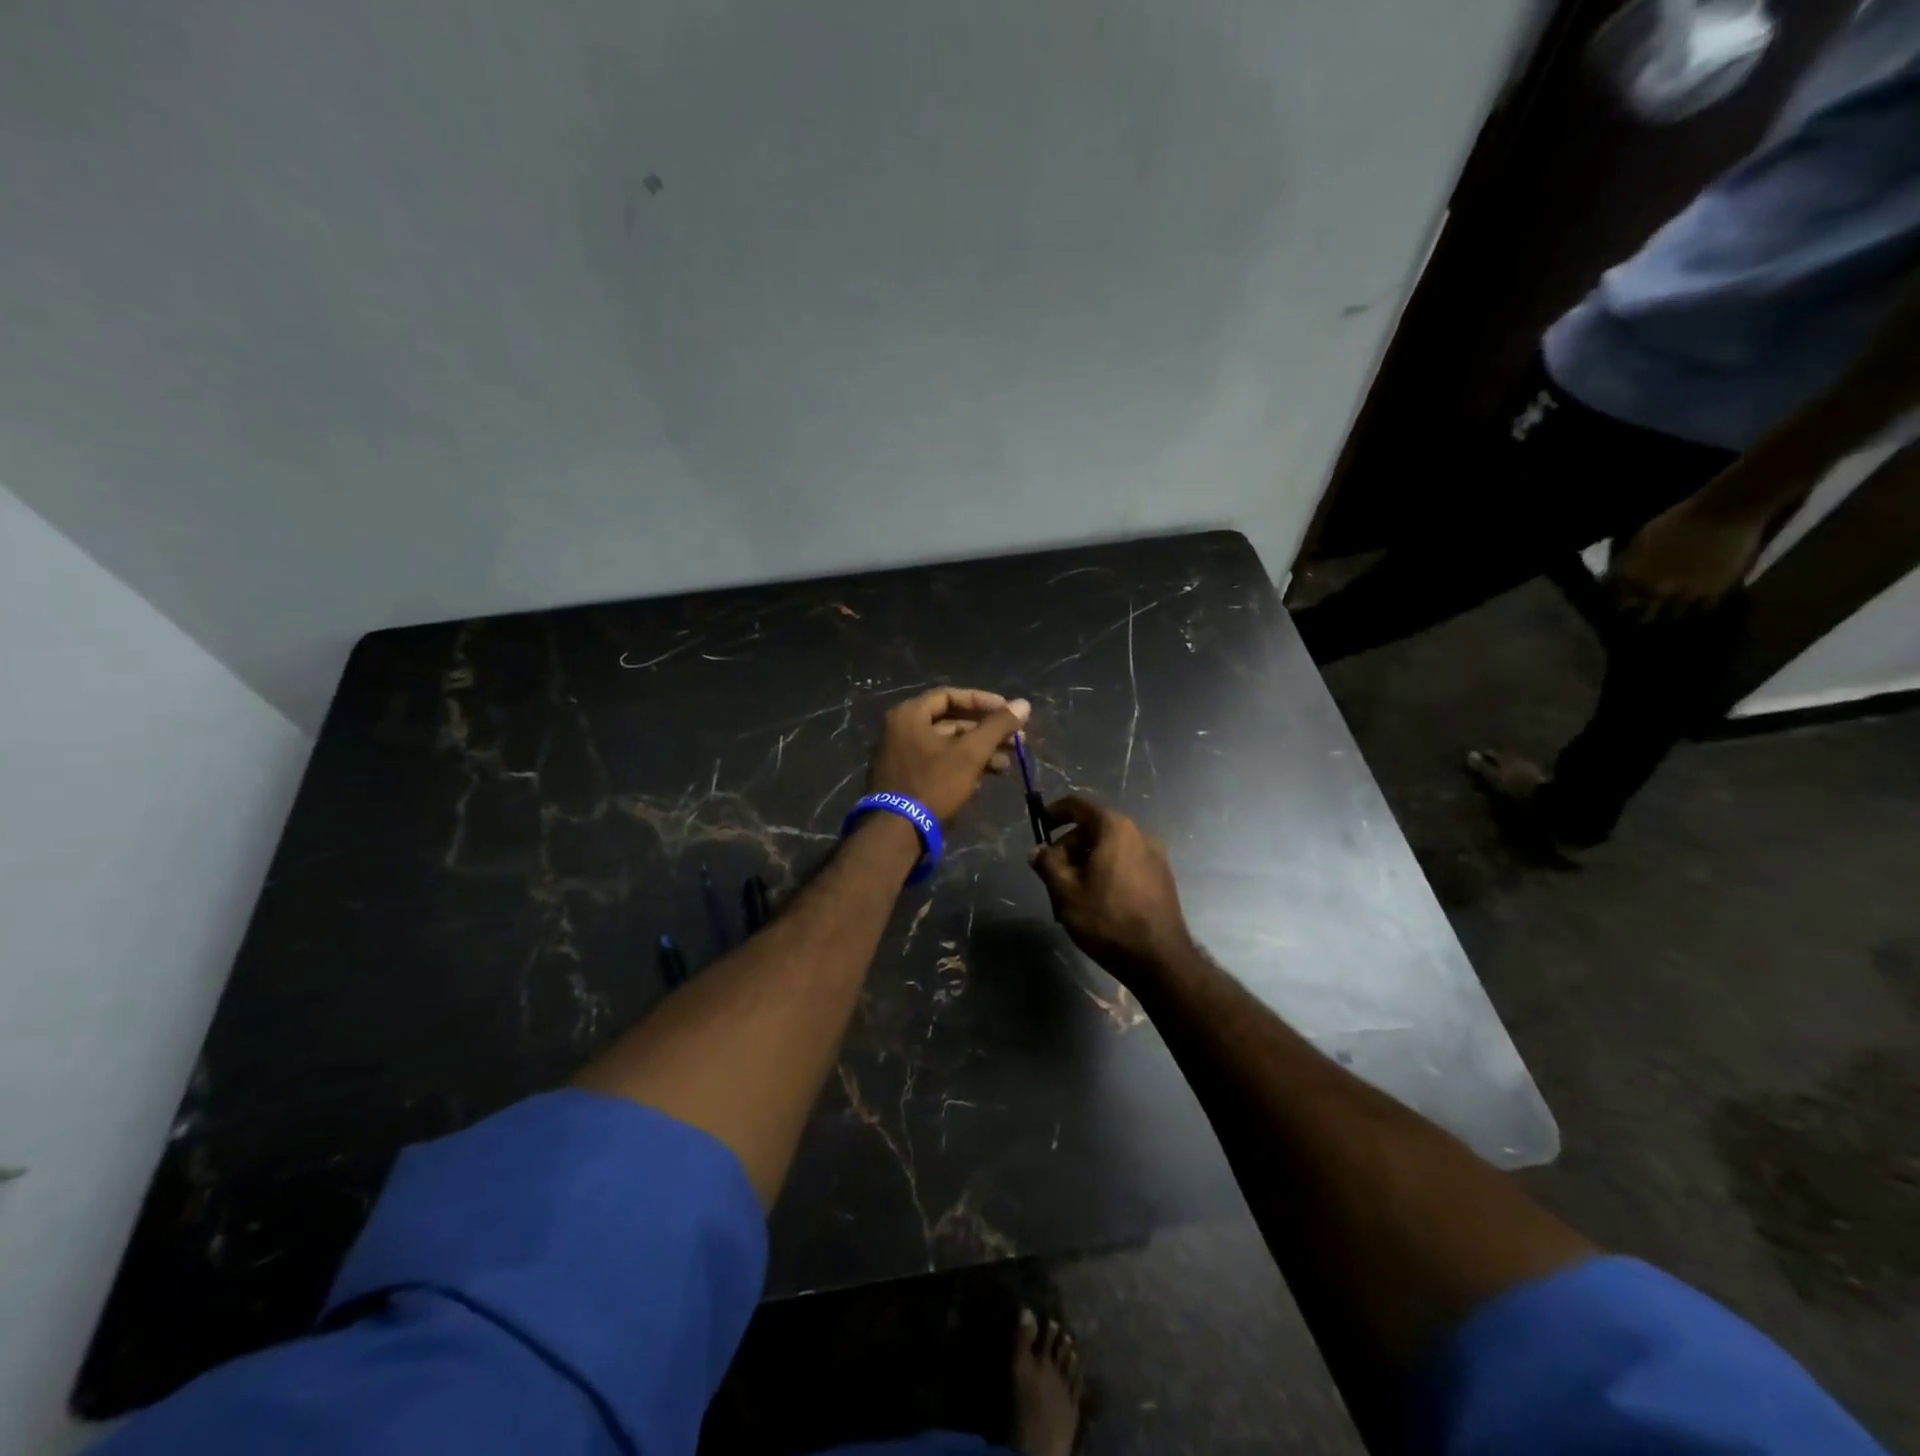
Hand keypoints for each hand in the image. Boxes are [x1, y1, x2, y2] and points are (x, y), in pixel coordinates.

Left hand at [869, 687, 1029, 822]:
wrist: (897, 831)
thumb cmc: (934, 784)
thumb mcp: (971, 753)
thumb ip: (997, 726)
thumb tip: (1024, 703)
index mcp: (910, 715)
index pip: (950, 695)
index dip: (983, 701)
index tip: (1009, 711)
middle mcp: (901, 729)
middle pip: (951, 721)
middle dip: (986, 731)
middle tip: (1016, 740)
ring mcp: (902, 755)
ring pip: (948, 745)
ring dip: (979, 751)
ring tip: (1007, 763)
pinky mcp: (907, 778)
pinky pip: (938, 762)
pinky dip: (962, 765)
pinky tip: (986, 778)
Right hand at [1030, 796, 1193, 983]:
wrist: (1159, 958)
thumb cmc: (1107, 919)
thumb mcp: (1066, 892)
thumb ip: (1048, 864)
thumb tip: (1038, 850)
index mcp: (1115, 829)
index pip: (1079, 805)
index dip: (1055, 813)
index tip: (1040, 828)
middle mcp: (1139, 834)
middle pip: (1095, 828)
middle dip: (1069, 846)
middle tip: (1052, 873)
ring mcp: (1155, 856)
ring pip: (1111, 848)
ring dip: (1087, 861)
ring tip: (1072, 892)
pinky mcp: (1162, 877)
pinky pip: (1126, 862)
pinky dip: (1107, 871)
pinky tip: (1097, 900)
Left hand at [1610, 496, 1768, 622]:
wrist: (1722, 511)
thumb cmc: (1675, 520)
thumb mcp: (1637, 542)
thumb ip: (1626, 565)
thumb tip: (1614, 579)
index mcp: (1629, 577)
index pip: (1615, 601)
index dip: (1620, 602)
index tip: (1624, 603)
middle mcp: (1651, 590)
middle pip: (1640, 614)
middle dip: (1642, 612)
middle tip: (1647, 610)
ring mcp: (1682, 594)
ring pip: (1671, 615)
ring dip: (1671, 612)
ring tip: (1674, 609)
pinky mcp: (1714, 593)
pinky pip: (1703, 610)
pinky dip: (1699, 608)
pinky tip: (1699, 605)